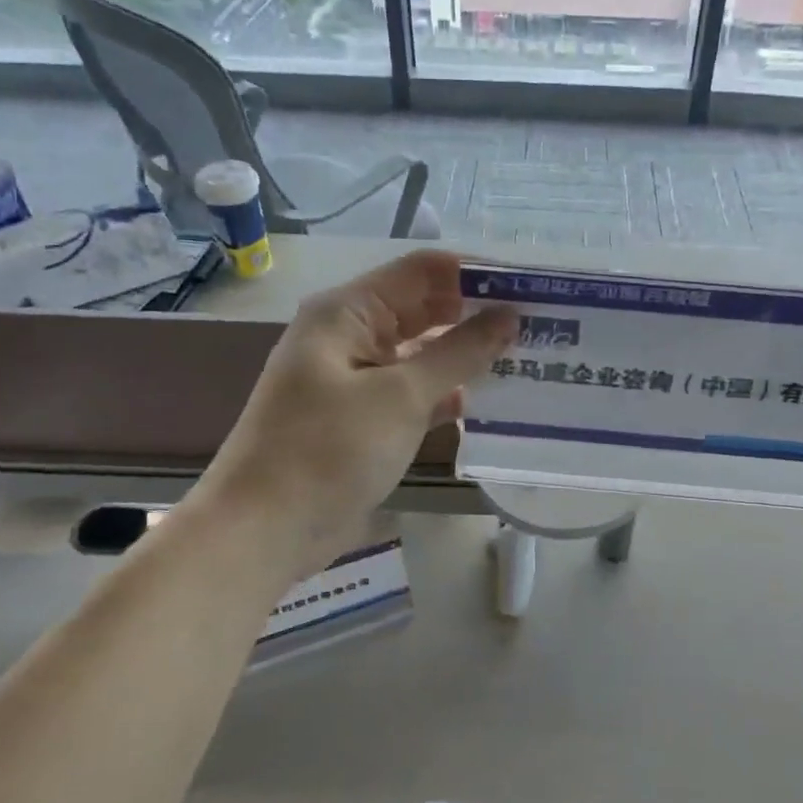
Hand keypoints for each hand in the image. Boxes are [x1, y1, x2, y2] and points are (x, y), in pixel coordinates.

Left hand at [197, 251, 515, 587]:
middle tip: (540, 325)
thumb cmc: (328, 451)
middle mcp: (350, 335)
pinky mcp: (362, 418)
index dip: (476, 273)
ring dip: (466, 356)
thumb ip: (458, 352)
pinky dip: (445, 394)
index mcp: (347, 311)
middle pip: (424, 308)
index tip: (531, 288)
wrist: (262, 532)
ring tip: (527, 358)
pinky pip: (412, 392)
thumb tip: (509, 314)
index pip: (423, 270)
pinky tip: (488, 403)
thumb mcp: (400, 396)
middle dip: (477, 314)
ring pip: (421, 352)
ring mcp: (355, 378)